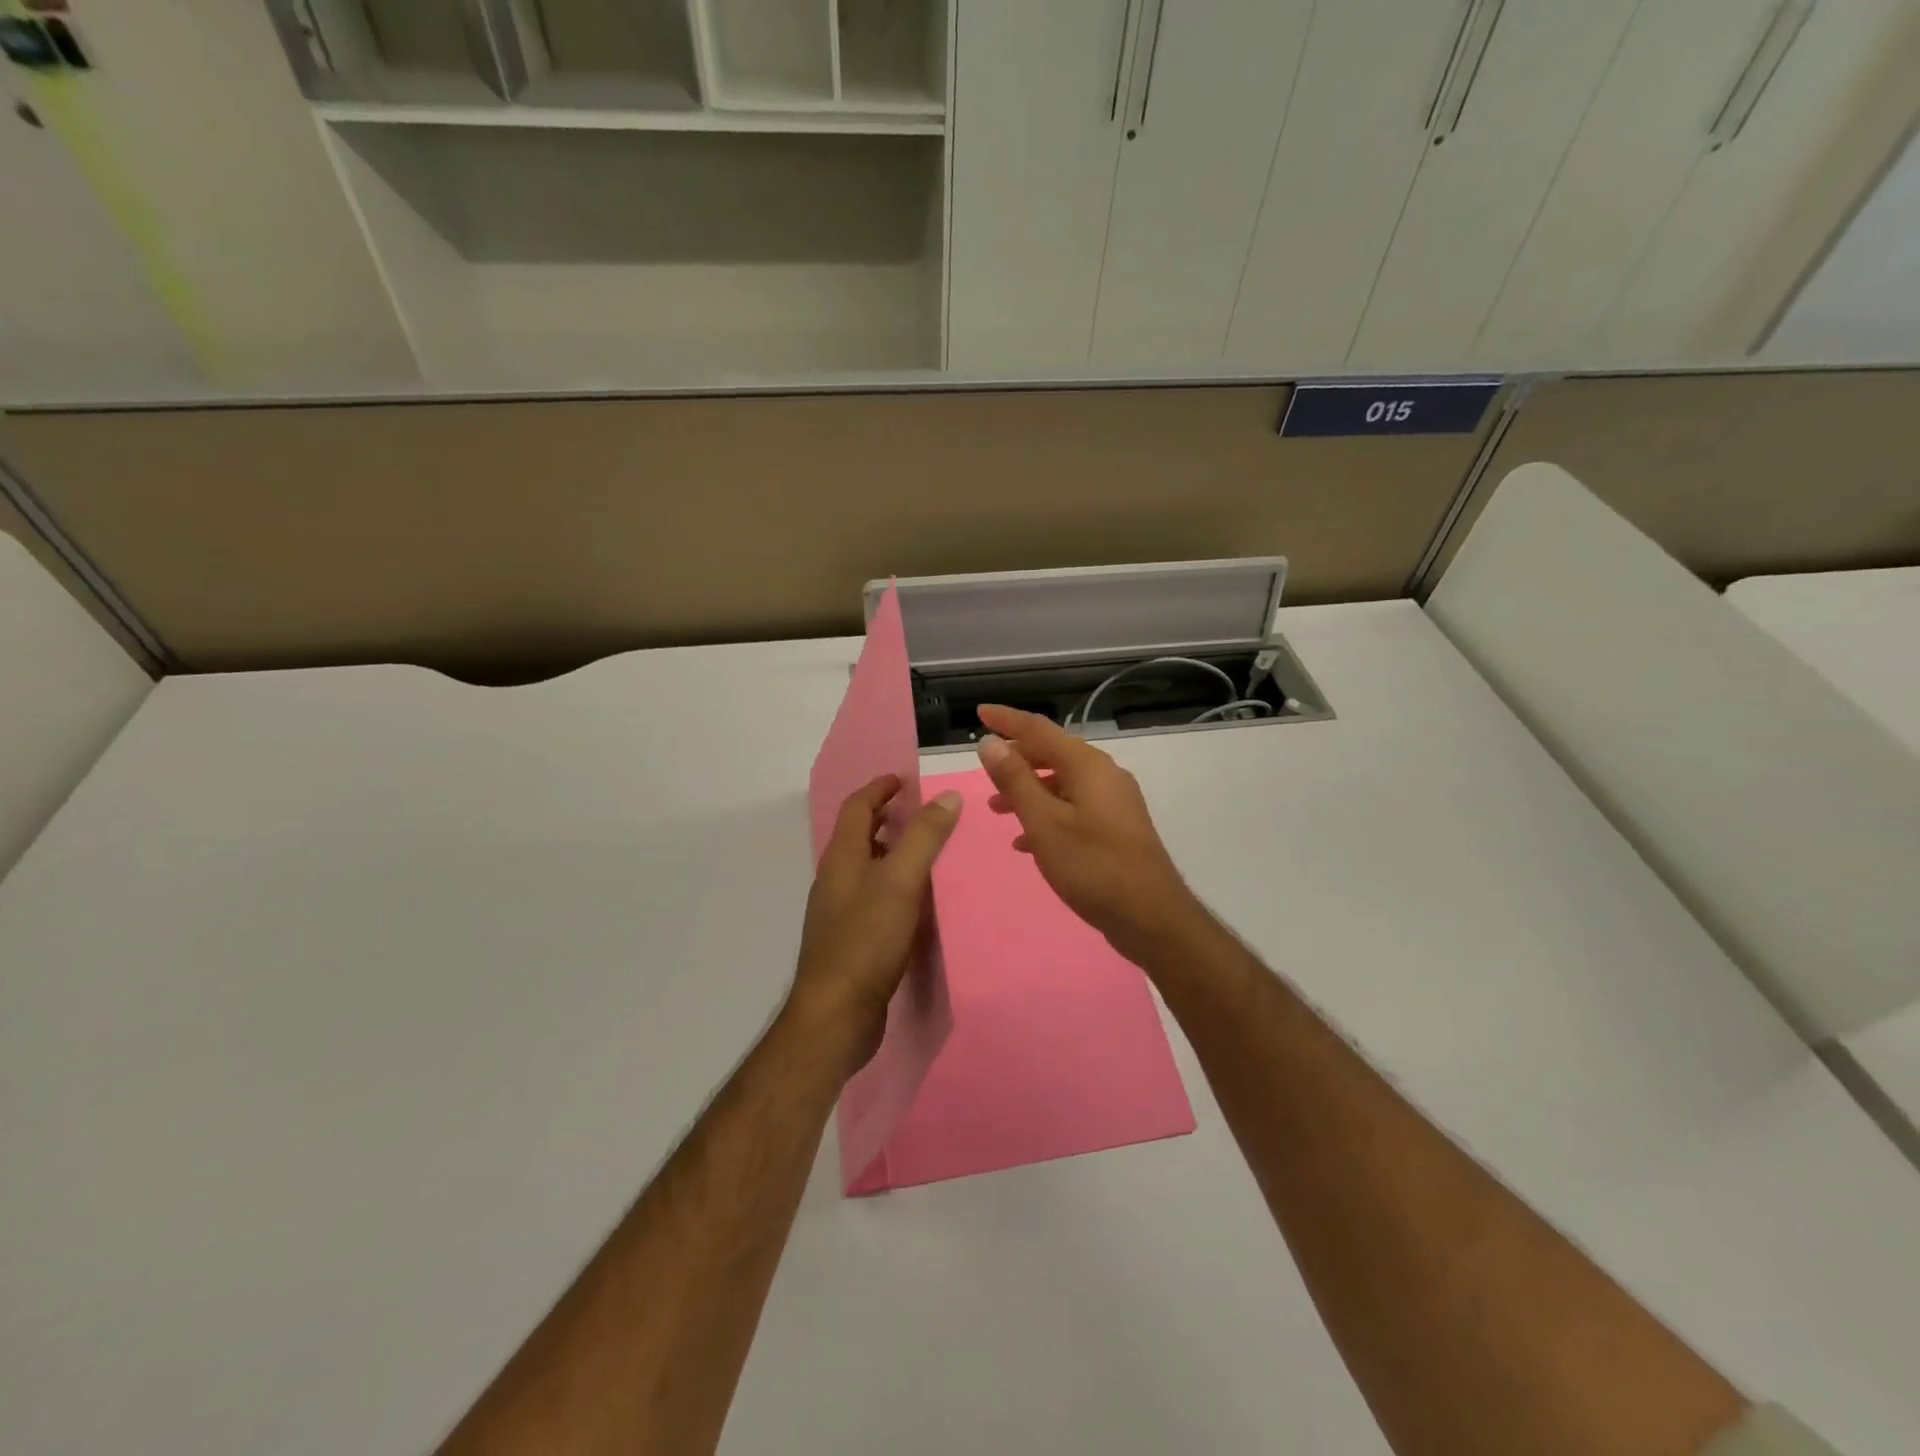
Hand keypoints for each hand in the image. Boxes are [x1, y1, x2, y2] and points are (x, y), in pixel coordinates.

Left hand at [789, 774, 961, 1073]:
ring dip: (891, 851)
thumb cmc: (866, 940)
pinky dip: (893, 885)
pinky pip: (873, 898)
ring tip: (927, 852)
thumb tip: (947, 797)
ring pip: (866, 868)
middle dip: (886, 818)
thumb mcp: (900, 881)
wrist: (837, 1015)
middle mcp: (835, 880)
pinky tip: (917, 902)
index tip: (904, 780)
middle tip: (922, 812)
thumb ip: (924, 838)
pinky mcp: (850, 941)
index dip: (879, 789)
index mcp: (842, 858)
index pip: (856, 807)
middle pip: (859, 836)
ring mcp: (839, 912)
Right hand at [975, 704, 1204, 963]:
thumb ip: (1016, 780)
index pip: (1039, 729)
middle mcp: (1104, 774)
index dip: (1007, 720)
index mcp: (1087, 765)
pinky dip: (1047, 813)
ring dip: (1028, 790)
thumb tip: (990, 743)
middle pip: (1052, 753)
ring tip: (997, 809)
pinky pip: (1074, 807)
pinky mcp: (1117, 826)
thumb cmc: (1092, 866)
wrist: (1150, 916)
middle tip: (984, 771)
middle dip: (1016, 759)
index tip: (980, 712)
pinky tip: (1027, 841)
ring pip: (1062, 783)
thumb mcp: (1044, 823)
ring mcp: (1114, 801)